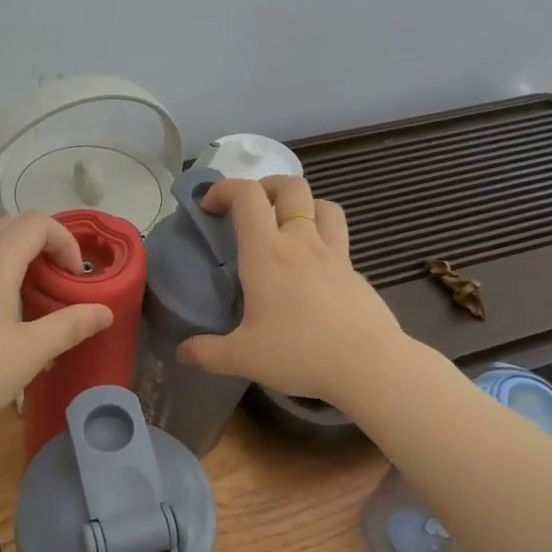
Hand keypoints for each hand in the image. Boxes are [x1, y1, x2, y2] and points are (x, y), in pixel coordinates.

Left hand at [0, 212, 113, 431]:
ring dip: (18, 255)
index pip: (37, 223)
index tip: (76, 277)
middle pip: (11, 224)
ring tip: (33, 295)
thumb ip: (71, 326)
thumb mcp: (31, 352)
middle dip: (44, 243)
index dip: (66, 241)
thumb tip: (105, 312)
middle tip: (60, 279)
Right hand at [177, 176, 408, 406]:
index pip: (246, 196)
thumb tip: (182, 352)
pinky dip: (324, 240)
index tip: (209, 206)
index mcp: (267, 253)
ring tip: (289, 226)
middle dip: (267, 186)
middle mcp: (301, 242)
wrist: (368, 365)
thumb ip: (208, 352)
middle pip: (291, 187)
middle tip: (252, 209)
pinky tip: (314, 270)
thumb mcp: (243, 358)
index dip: (224, 189)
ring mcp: (335, 254)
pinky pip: (340, 240)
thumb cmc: (300, 353)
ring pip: (324, 205)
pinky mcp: (356, 273)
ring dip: (304, 205)